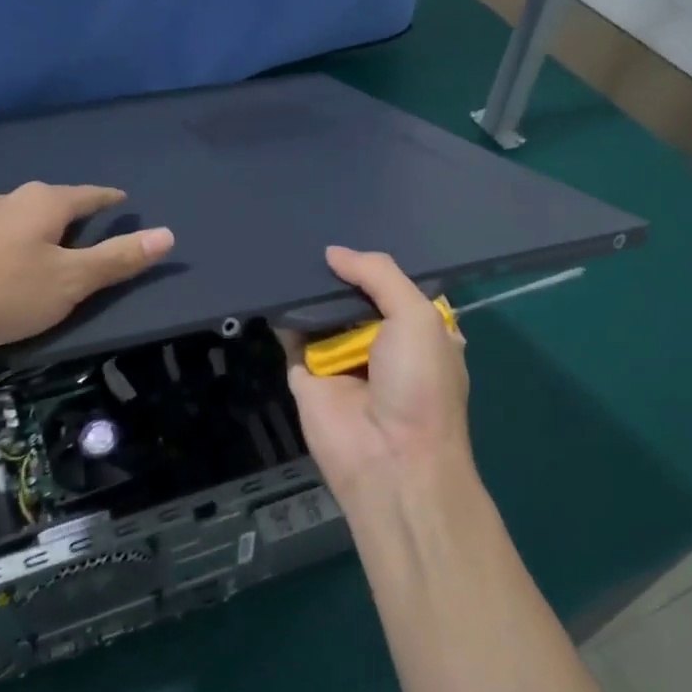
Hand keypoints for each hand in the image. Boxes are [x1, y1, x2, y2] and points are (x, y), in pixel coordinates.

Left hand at [0, 182, 173, 354]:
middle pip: (52, 202)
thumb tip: (167, 234)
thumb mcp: (69, 282)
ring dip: (34, 229)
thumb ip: (117, 259)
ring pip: (17, 217)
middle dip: (71, 216)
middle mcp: (7, 198)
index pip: (90, 195)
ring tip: (44, 249)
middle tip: (87, 235)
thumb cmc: (0, 292)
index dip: (110, 200)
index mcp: (44, 202)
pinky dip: (5, 244)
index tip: (123, 201)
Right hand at [283, 247, 474, 510]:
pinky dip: (284, 316)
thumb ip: (379, 275)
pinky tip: (272, 285)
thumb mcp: (417, 317)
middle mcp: (381, 345)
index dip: (375, 266)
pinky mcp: (306, 377)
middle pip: (354, 298)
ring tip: (285, 249)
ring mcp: (341, 361)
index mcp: (417, 333)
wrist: (390, 460)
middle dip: (337, 274)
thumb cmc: (419, 385)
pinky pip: (292, 338)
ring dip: (308, 290)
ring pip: (321, 315)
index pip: (394, 289)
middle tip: (308, 235)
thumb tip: (333, 253)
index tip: (352, 231)